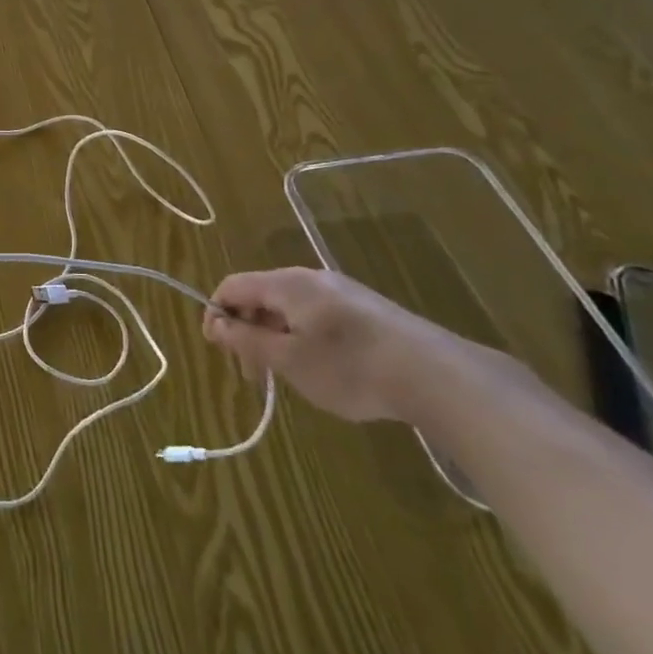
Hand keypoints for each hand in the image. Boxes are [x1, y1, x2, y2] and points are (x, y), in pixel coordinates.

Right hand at [201, 267, 471, 422]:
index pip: (233, 285)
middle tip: (252, 372)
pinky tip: (322, 368)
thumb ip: (247, 339)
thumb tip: (216, 324)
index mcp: (286, 284)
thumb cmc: (350, 367)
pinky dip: (302, 336)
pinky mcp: (366, 309)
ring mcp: (341, 291)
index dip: (217, 312)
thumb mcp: (289, 359)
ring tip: (286, 375)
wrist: (436, 375)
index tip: (218, 348)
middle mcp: (310, 278)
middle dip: (247, 329)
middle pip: (261, 295)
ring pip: (290, 307)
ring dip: (275, 336)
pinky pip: (317, 314)